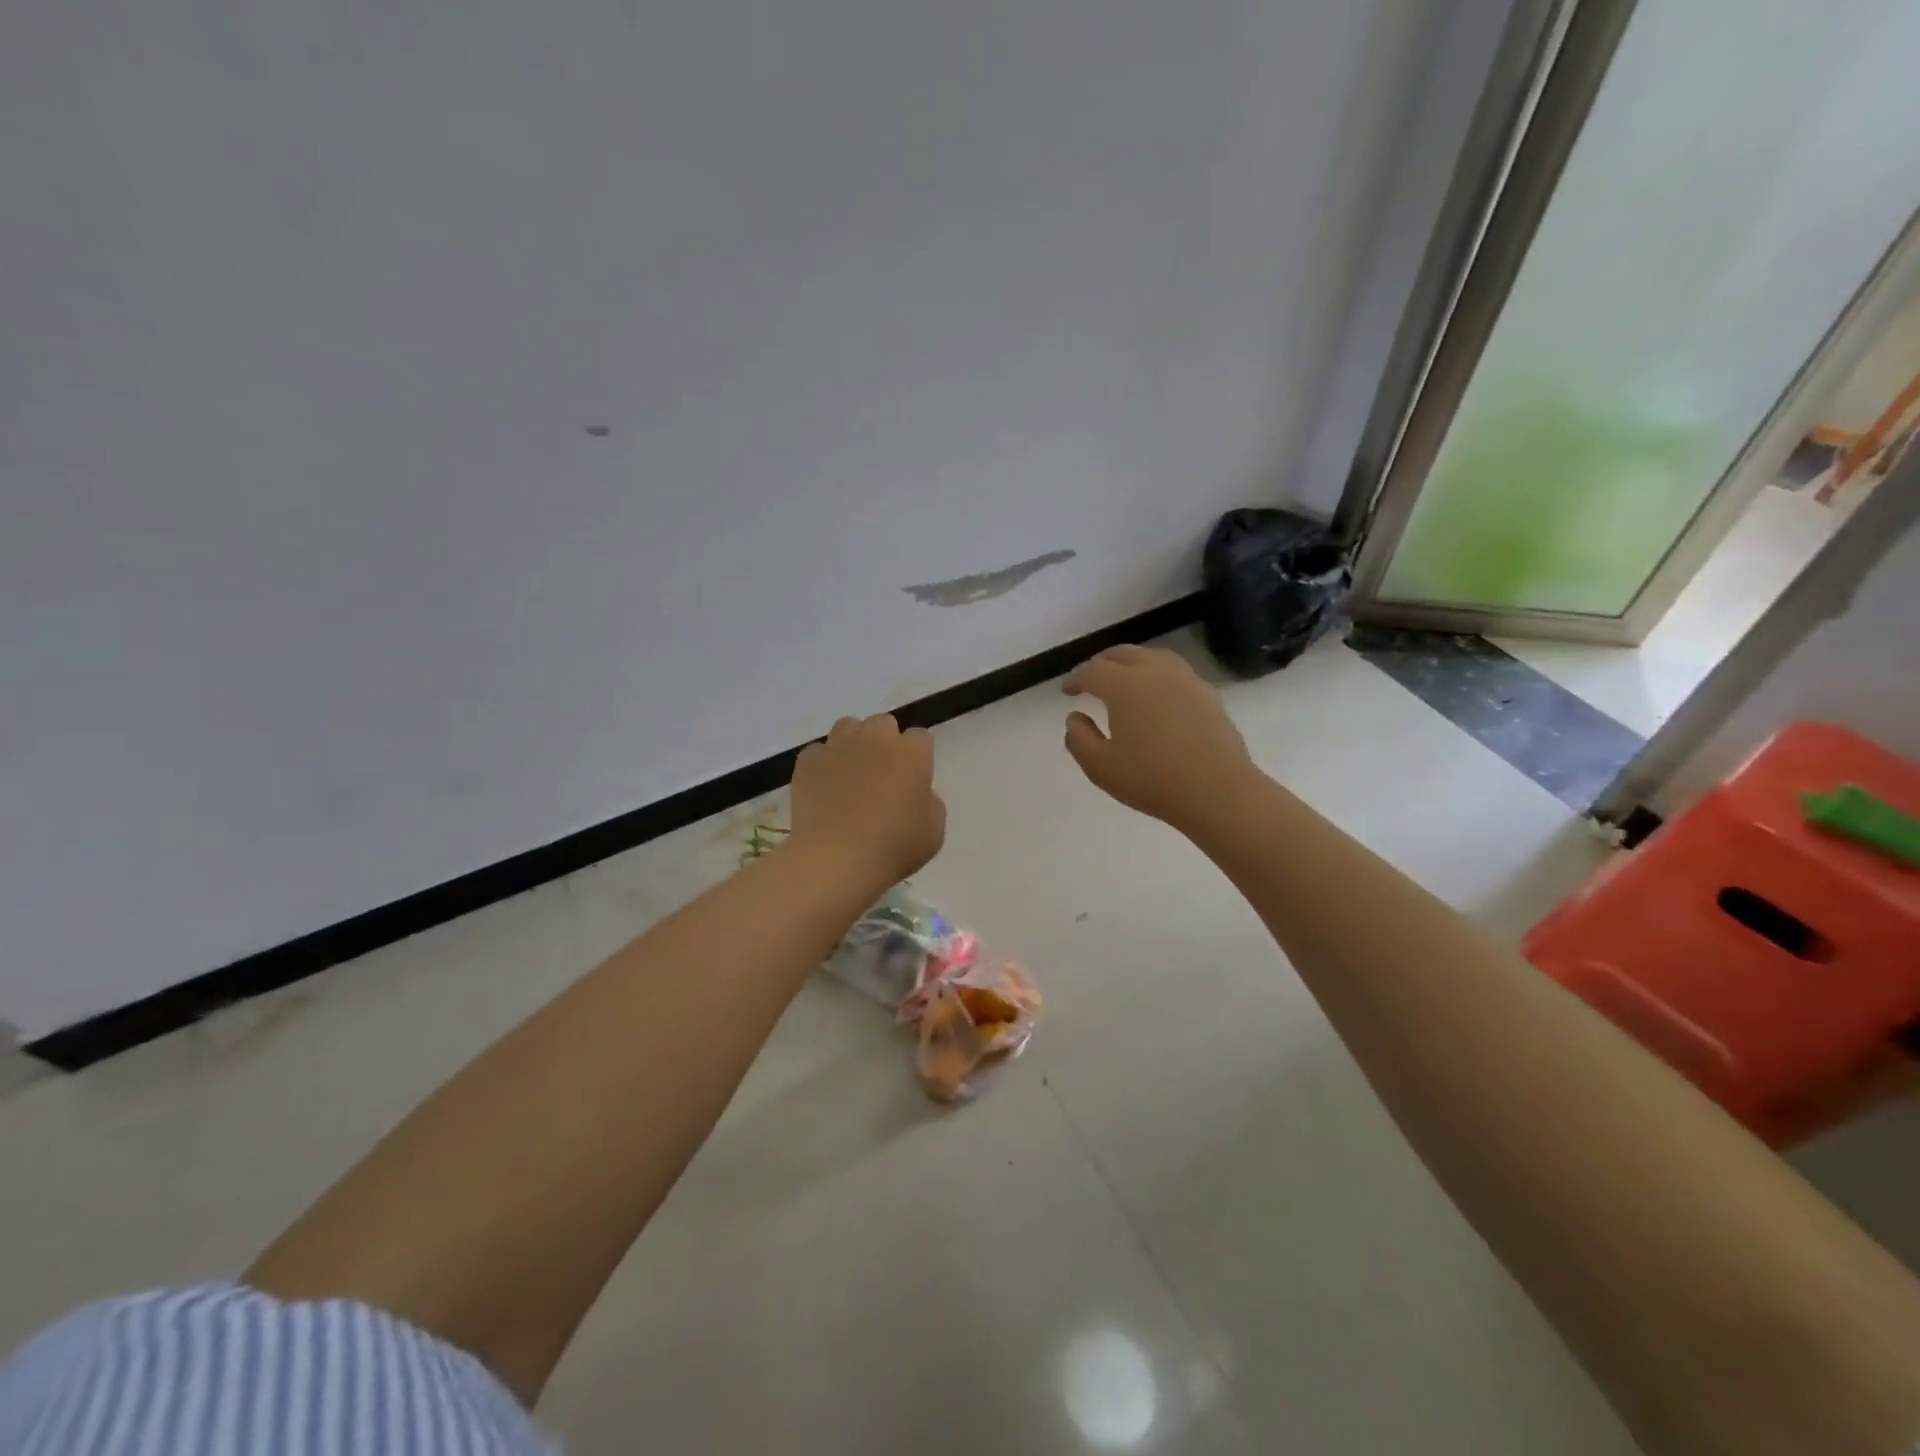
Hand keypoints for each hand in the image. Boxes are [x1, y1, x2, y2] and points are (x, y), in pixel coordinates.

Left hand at [790, 714, 946, 890]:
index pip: (920, 738)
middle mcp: (875, 738)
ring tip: (851, 774)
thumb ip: (930, 802)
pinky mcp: (808, 760)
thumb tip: (916, 792)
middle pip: (883, 724)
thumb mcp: (933, 832)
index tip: (913, 779)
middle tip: (882, 775)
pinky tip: (824, 788)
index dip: (918, 757)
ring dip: (853, 744)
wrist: (835, 860)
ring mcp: (838, 746)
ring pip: (848, 727)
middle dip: (885, 742)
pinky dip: (823, 764)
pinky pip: (818, 752)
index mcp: (911, 753)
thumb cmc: (893, 848)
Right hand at [1063, 645, 1259, 832]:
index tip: (1067, 690)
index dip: (1076, 677)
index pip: (1093, 671)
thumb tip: (1075, 718)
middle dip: (1102, 663)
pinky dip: (1158, 677)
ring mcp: (1186, 680)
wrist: (1218, 791)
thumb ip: (1079, 739)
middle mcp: (1155, 672)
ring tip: (1124, 682)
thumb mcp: (1101, 767)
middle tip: (1090, 679)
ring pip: (1153, 657)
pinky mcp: (1208, 694)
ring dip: (1132, 664)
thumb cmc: (1153, 780)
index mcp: (1125, 686)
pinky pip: (1175, 674)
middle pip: (1123, 654)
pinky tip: (1158, 698)